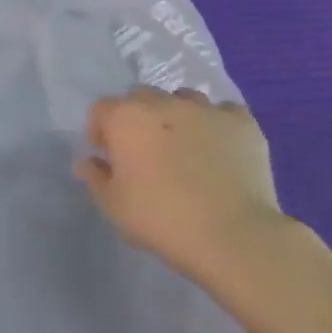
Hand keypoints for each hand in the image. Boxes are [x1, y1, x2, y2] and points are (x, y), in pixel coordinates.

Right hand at [74, 87, 287, 280]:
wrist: (232, 235)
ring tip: (182, 145)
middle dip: (136, 118)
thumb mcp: (111, 204)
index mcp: (125, 118)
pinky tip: (218, 146)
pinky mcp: (243, 124)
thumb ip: (94, 176)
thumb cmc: (160, 218)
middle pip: (140, 97)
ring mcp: (206, 110)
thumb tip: (89, 161)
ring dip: (176, 115)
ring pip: (183, 98)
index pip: (101, 109)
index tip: (106, 155)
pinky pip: (224, 111)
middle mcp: (163, 103)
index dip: (99, 130)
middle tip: (143, 150)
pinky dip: (216, 123)